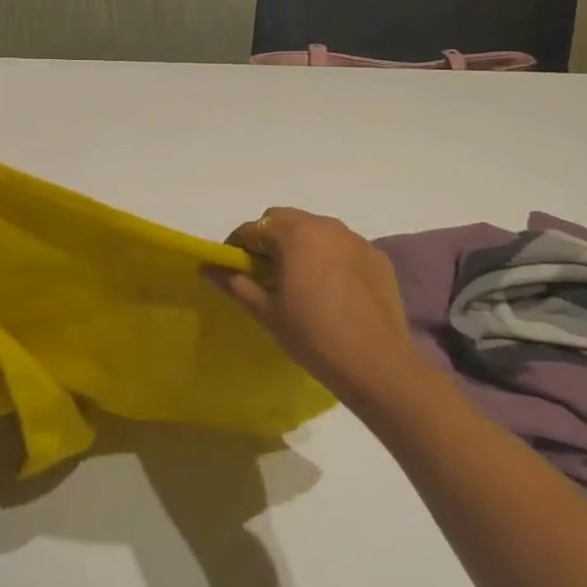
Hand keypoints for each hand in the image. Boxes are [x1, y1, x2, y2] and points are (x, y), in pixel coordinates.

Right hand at [212, 208, 418, 405]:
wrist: (377, 366)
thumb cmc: (313, 336)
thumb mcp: (267, 312)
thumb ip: (236, 283)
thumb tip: (208, 268)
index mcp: (295, 234)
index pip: (254, 227)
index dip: (236, 244)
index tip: (230, 266)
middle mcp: (326, 226)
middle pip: (286, 220)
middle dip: (268, 238)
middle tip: (262, 271)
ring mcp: (356, 240)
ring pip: (316, 230)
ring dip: (300, 244)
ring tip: (297, 278)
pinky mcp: (378, 258)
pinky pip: (343, 247)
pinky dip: (329, 257)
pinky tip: (330, 288)